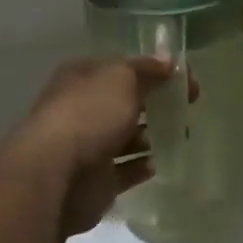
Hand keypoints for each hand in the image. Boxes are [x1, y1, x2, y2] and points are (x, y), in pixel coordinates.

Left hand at [3, 57, 173, 235]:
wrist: (56, 174)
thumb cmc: (88, 114)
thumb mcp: (121, 79)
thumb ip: (146, 70)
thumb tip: (168, 61)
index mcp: (81, 78)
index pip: (120, 68)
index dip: (152, 70)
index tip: (184, 79)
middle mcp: (81, 109)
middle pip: (122, 102)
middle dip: (152, 103)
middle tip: (186, 107)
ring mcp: (86, 146)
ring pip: (124, 137)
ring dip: (149, 136)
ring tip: (179, 134)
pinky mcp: (95, 180)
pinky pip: (124, 170)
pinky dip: (140, 166)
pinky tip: (158, 163)